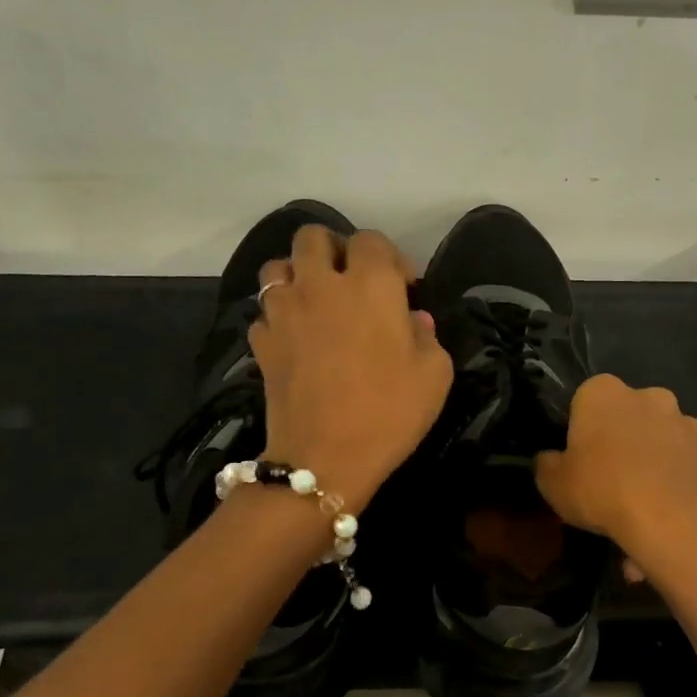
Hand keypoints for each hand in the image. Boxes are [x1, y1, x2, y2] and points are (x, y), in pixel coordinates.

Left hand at [250, 226, 452, 510]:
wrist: (324, 458)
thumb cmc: (389, 413)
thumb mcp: (434, 375)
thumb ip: (428, 337)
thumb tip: (414, 321)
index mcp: (369, 285)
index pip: (371, 240)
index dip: (390, 257)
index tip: (404, 287)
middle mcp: (320, 285)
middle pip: (313, 237)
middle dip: (334, 249)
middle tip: (351, 279)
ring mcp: (284, 312)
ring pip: (278, 267)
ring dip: (298, 275)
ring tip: (316, 301)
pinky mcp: (262, 342)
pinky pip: (265, 312)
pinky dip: (279, 316)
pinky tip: (296, 338)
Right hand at [535, 375, 696, 575]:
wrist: (675, 522)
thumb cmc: (603, 491)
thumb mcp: (552, 484)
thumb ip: (547, 465)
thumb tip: (549, 460)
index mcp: (605, 393)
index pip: (586, 400)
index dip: (582, 430)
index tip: (580, 459)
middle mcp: (652, 398)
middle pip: (632, 417)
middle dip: (625, 443)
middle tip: (612, 483)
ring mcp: (692, 426)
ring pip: (666, 444)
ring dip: (656, 467)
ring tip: (645, 512)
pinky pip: (693, 472)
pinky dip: (684, 489)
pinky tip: (673, 521)